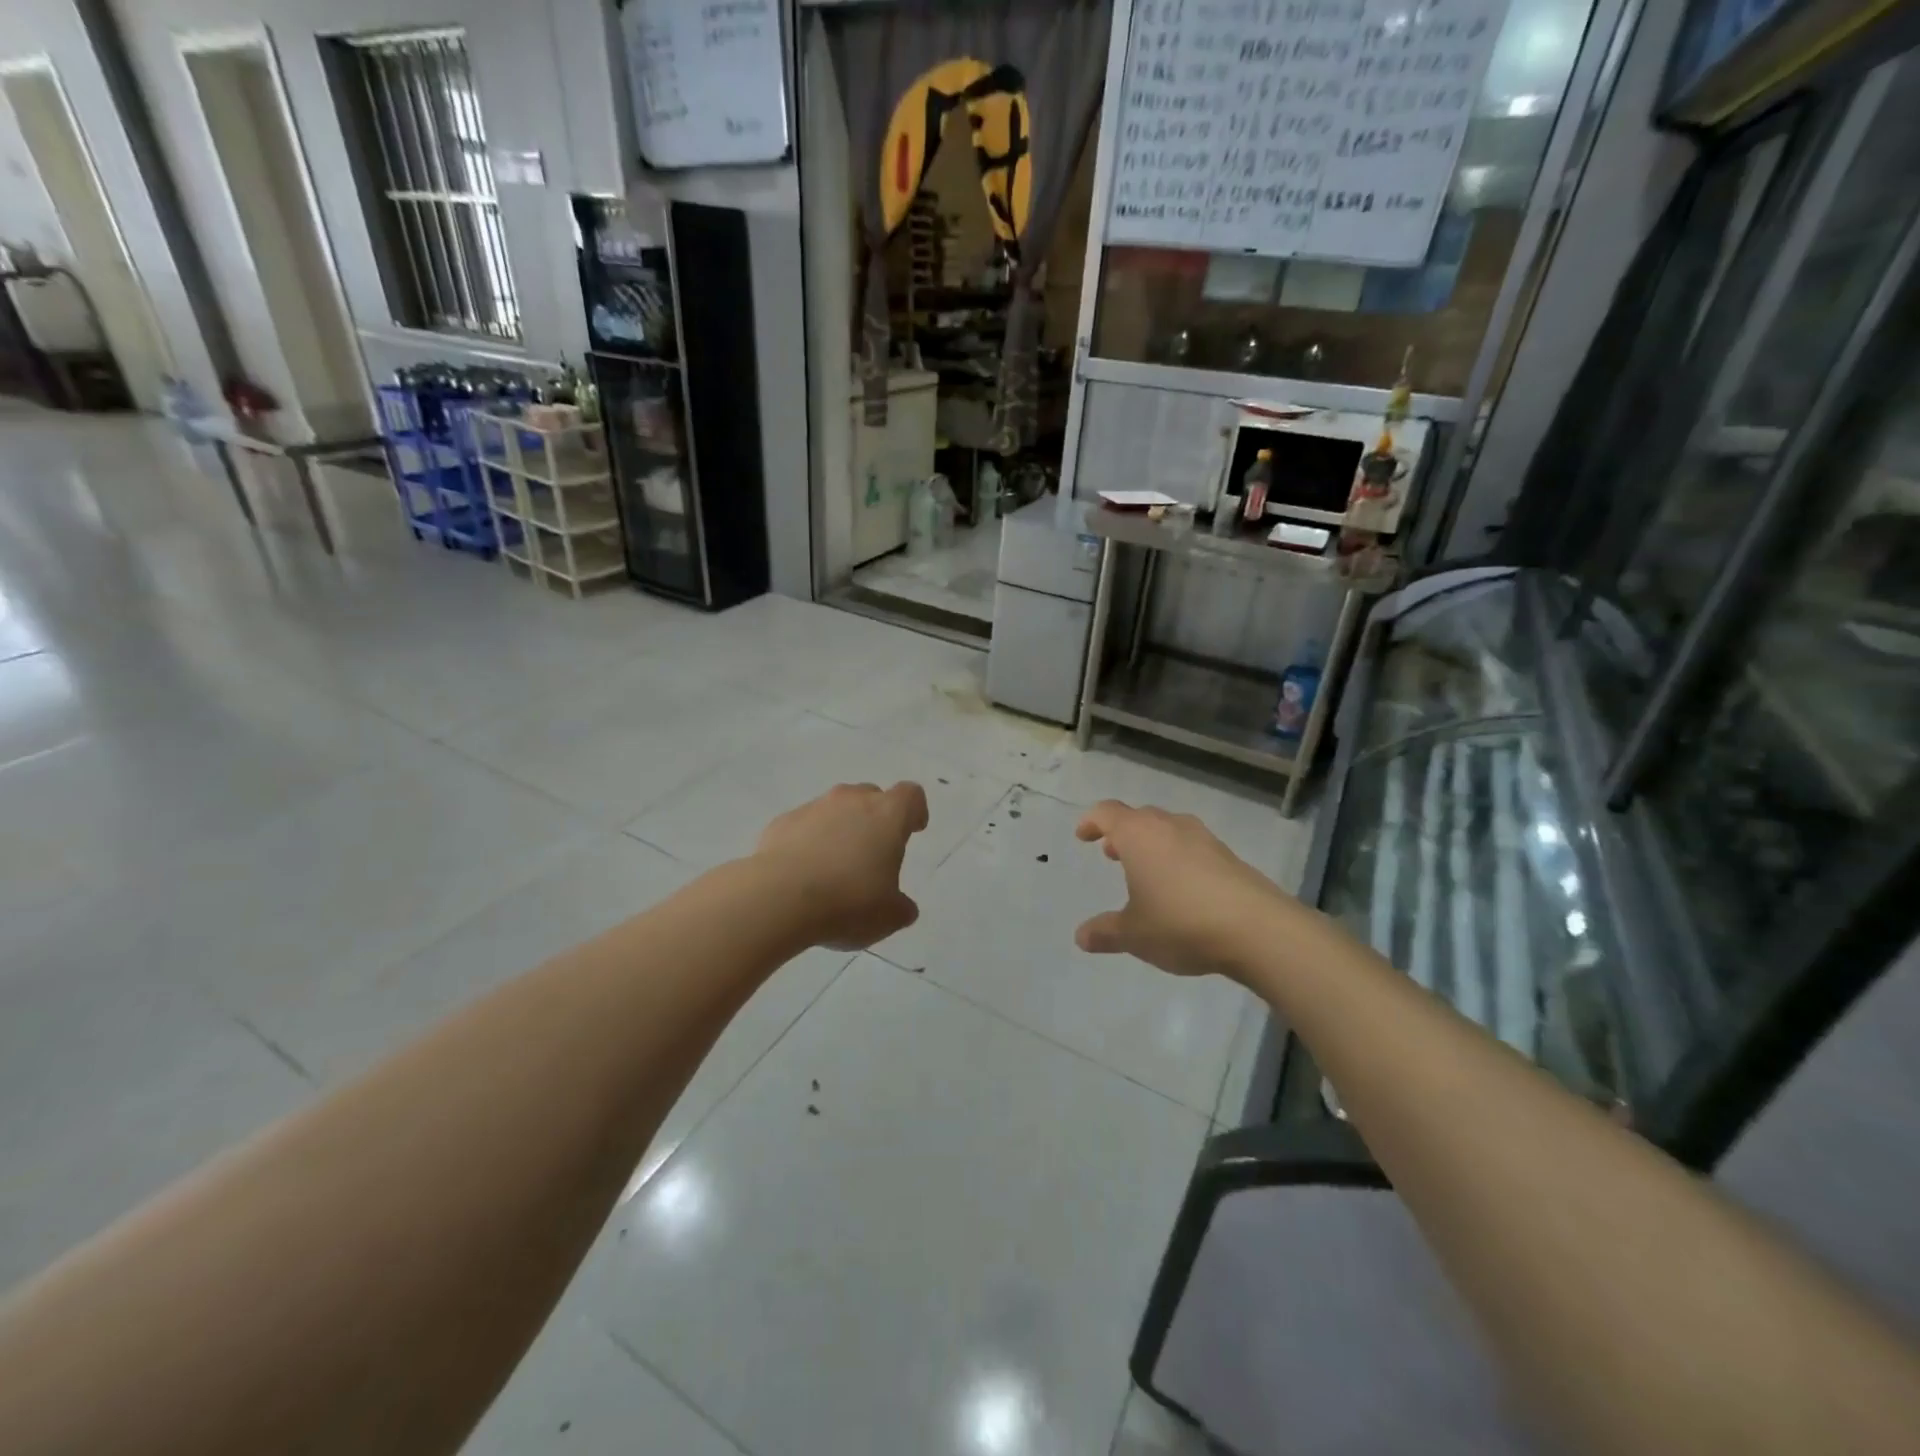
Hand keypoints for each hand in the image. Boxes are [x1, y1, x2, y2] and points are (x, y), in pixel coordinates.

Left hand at [754, 782, 929, 949]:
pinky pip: (803, 826)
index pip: (910, 795)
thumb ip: (900, 907)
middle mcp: (851, 801)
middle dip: (875, 818)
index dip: (914, 811)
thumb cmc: (848, 902)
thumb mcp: (888, 916)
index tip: (913, 830)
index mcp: (887, 815)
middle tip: (873, 852)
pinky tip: (803, 874)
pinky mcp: (781, 822)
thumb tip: (902, 907)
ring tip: (834, 867)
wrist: (779, 898)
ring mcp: (813, 808)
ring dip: (840, 829)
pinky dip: (808, 842)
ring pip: (835, 809)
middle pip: (871, 796)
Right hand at [1073, 800, 1288, 979]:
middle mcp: (1170, 827)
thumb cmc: (1181, 923)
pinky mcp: (1229, 856)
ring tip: (1145, 871)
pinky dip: (1178, 858)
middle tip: (1112, 853)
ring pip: (1168, 830)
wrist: (1257, 929)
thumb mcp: (1134, 934)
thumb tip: (1081, 937)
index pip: (1107, 812)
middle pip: (1139, 817)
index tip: (1083, 835)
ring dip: (1151, 844)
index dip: (1092, 821)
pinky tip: (1181, 888)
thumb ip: (1105, 932)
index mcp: (1139, 835)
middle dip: (1122, 833)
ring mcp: (1203, 839)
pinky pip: (1192, 847)